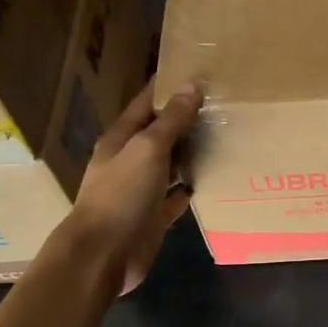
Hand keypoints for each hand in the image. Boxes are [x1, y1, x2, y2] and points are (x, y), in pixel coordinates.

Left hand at [67, 81, 201, 293]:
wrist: (103, 255)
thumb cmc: (121, 194)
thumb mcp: (147, 149)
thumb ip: (171, 121)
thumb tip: (191, 87)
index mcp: (121, 139)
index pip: (146, 104)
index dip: (167, 88)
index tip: (196, 71)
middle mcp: (129, 161)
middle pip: (160, 134)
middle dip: (185, 120)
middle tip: (222, 105)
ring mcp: (140, 191)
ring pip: (169, 165)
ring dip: (190, 153)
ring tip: (223, 138)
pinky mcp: (152, 217)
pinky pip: (175, 197)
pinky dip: (190, 188)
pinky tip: (212, 180)